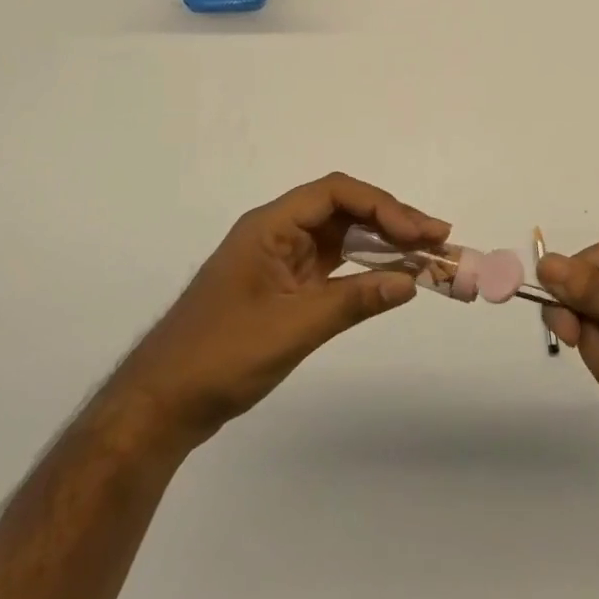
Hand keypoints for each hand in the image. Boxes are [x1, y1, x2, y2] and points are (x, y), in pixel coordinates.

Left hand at [133, 173, 450, 443]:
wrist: (161, 405)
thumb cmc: (221, 356)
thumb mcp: (293, 327)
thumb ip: (354, 300)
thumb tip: (411, 281)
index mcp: (270, 225)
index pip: (336, 194)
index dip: (383, 206)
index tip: (420, 231)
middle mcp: (277, 232)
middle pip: (343, 210)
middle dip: (391, 220)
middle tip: (437, 238)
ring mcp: (280, 260)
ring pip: (341, 236)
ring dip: (382, 243)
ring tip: (426, 253)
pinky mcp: (284, 287)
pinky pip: (332, 265)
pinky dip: (364, 268)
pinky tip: (391, 276)